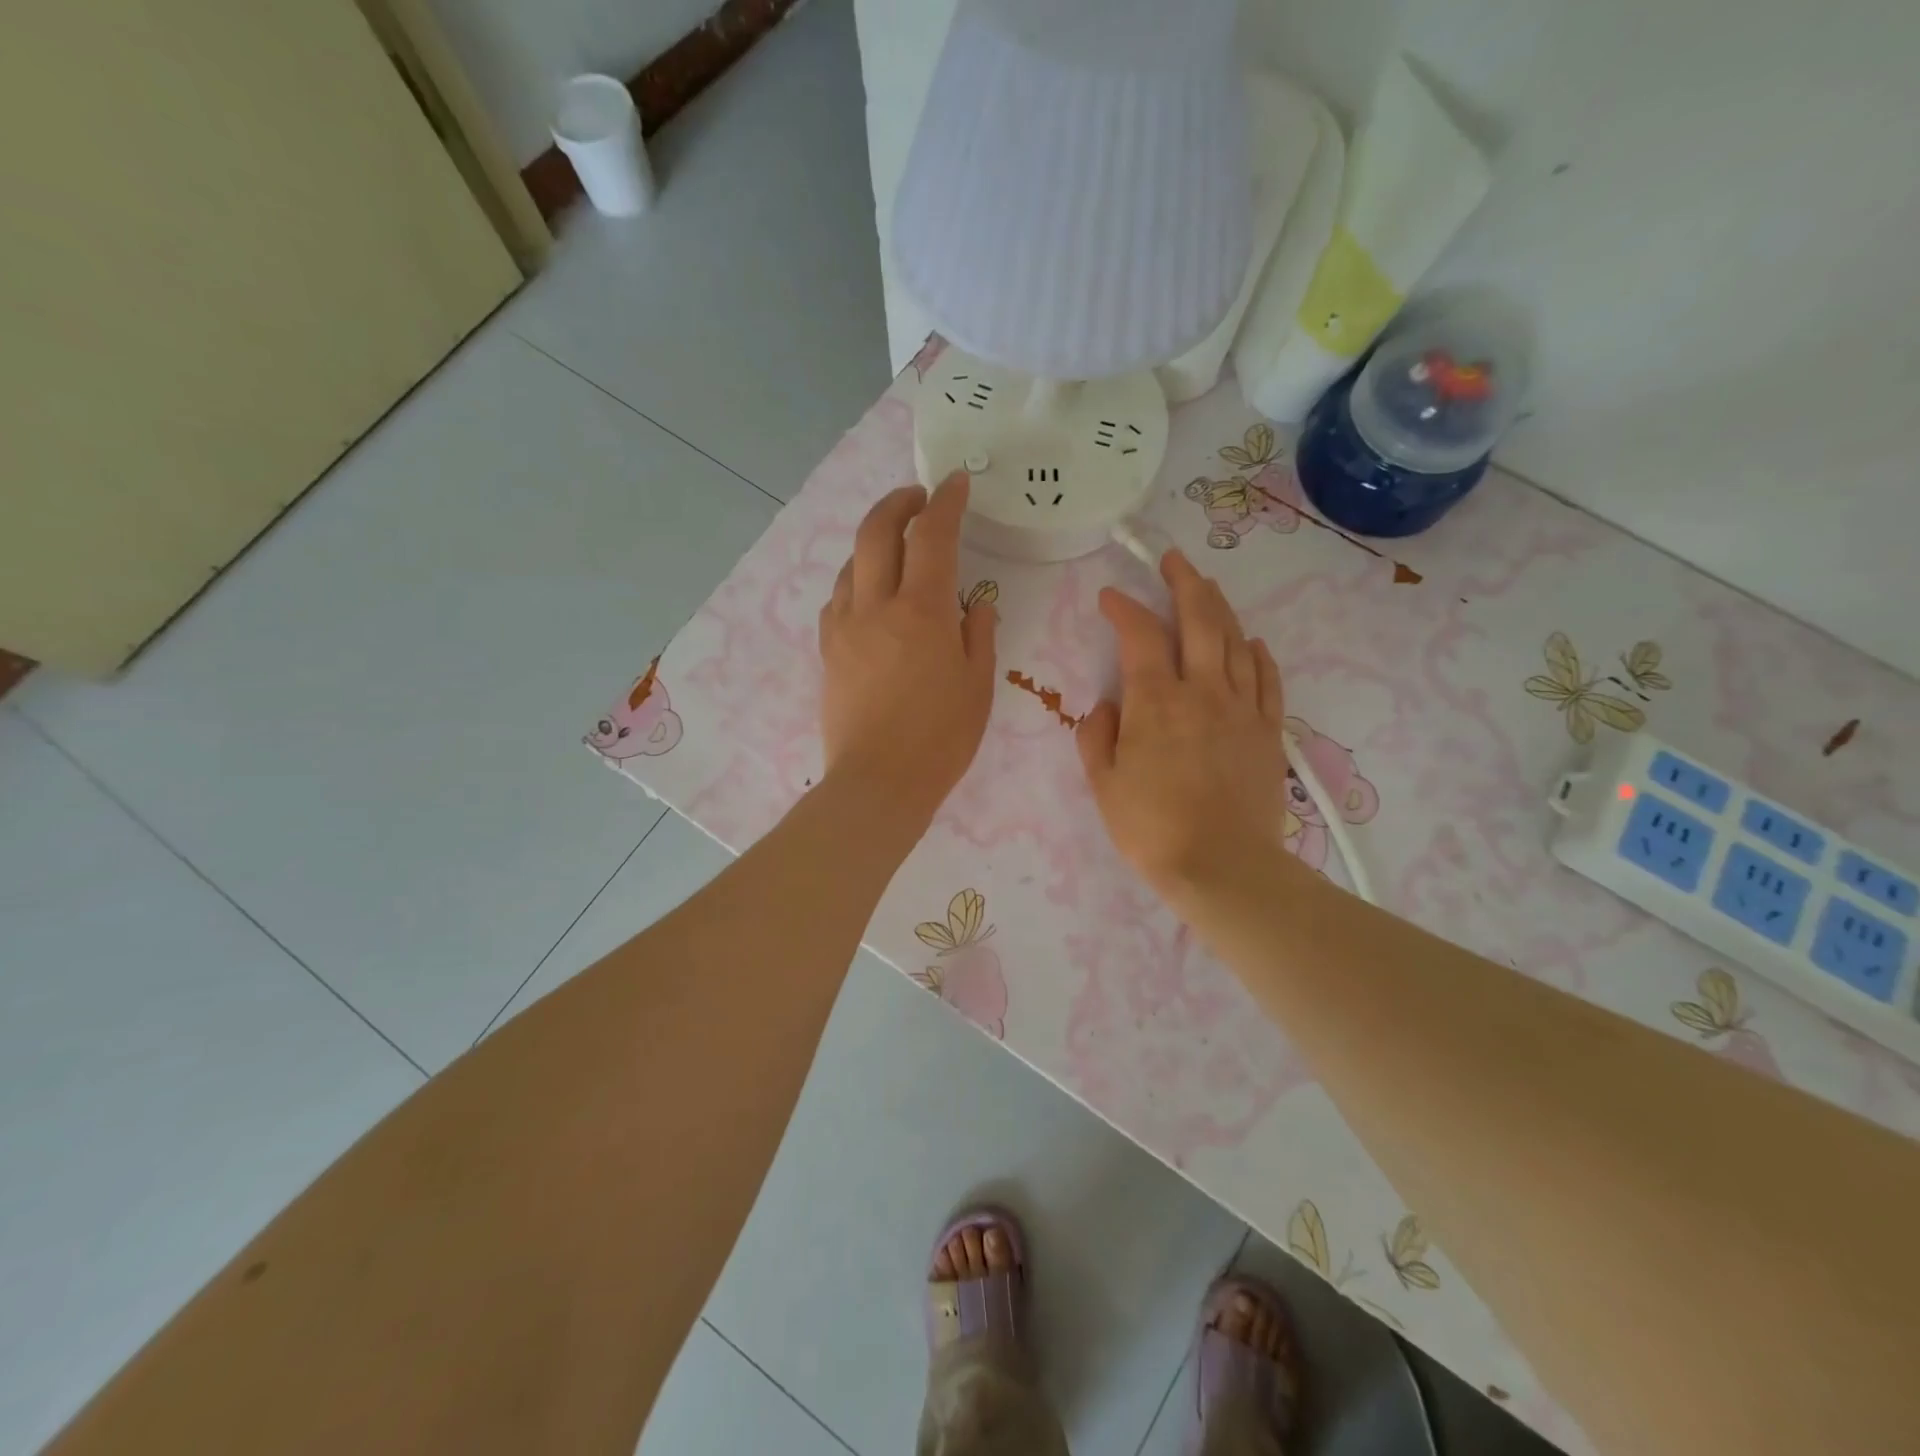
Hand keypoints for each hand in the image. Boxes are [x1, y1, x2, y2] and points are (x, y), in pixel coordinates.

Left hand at [818, 472, 996, 830]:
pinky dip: (856, 580)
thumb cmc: (941, 738)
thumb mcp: (978, 685)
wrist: (879, 782)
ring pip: (851, 563)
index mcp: (922, 611)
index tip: (955, 483)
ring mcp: (844, 627)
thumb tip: (973, 605)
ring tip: (896, 548)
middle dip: (898, 503)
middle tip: (917, 498)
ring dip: (874, 542)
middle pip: (876, 532)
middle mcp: (876, 606)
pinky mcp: (828, 650)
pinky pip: (838, 598)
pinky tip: (869, 594)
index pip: (932, 536)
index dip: (945, 502)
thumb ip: (977, 633)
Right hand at [1076, 550, 1287, 900]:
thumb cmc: (1151, 828)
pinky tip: (1251, 641)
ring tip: (1206, 587)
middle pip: (1199, 620)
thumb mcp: (1103, 784)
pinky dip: (1257, 653)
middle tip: (1173, 561)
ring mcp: (1242, 708)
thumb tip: (1106, 707)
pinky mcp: (1268, 730)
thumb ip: (1096, 736)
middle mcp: (1202, 691)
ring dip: (1219, 607)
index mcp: (1156, 702)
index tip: (1110, 597)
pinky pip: (1266, 679)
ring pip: (1234, 641)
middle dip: (1184, 583)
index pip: (1139, 636)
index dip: (1123, 609)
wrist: (1222, 866)